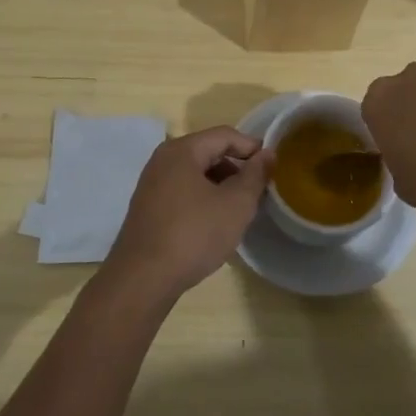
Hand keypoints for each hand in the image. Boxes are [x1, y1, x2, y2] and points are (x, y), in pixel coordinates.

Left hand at [104, 127, 272, 299]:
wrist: (142, 280)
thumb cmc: (194, 234)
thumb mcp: (235, 204)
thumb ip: (255, 175)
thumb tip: (267, 154)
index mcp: (182, 150)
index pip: (225, 135)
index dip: (252, 148)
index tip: (272, 168)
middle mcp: (163, 160)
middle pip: (209, 152)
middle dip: (237, 169)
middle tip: (258, 192)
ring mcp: (152, 184)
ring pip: (196, 174)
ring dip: (221, 186)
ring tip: (239, 210)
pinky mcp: (148, 208)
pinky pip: (183, 192)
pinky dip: (203, 199)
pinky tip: (214, 224)